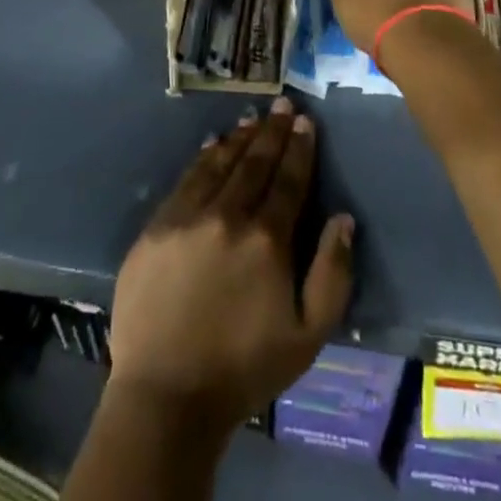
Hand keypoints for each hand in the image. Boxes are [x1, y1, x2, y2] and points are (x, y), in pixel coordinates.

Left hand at [107, 97, 354, 439]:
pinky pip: (186, 179)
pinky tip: (212, 145)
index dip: (299, 148)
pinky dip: (204, 158)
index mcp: (267, 239)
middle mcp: (228, 215)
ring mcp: (188, 217)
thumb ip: (332, 273)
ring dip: (240, 138)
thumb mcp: (308, 336)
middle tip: (283, 104)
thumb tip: (342, 218)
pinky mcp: (157, 226)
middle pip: (255, 162)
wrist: (166, 395)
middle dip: (273, 131)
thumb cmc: (244, 368)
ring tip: (253, 118)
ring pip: (219, 163)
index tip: (305, 121)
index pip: (289, 179)